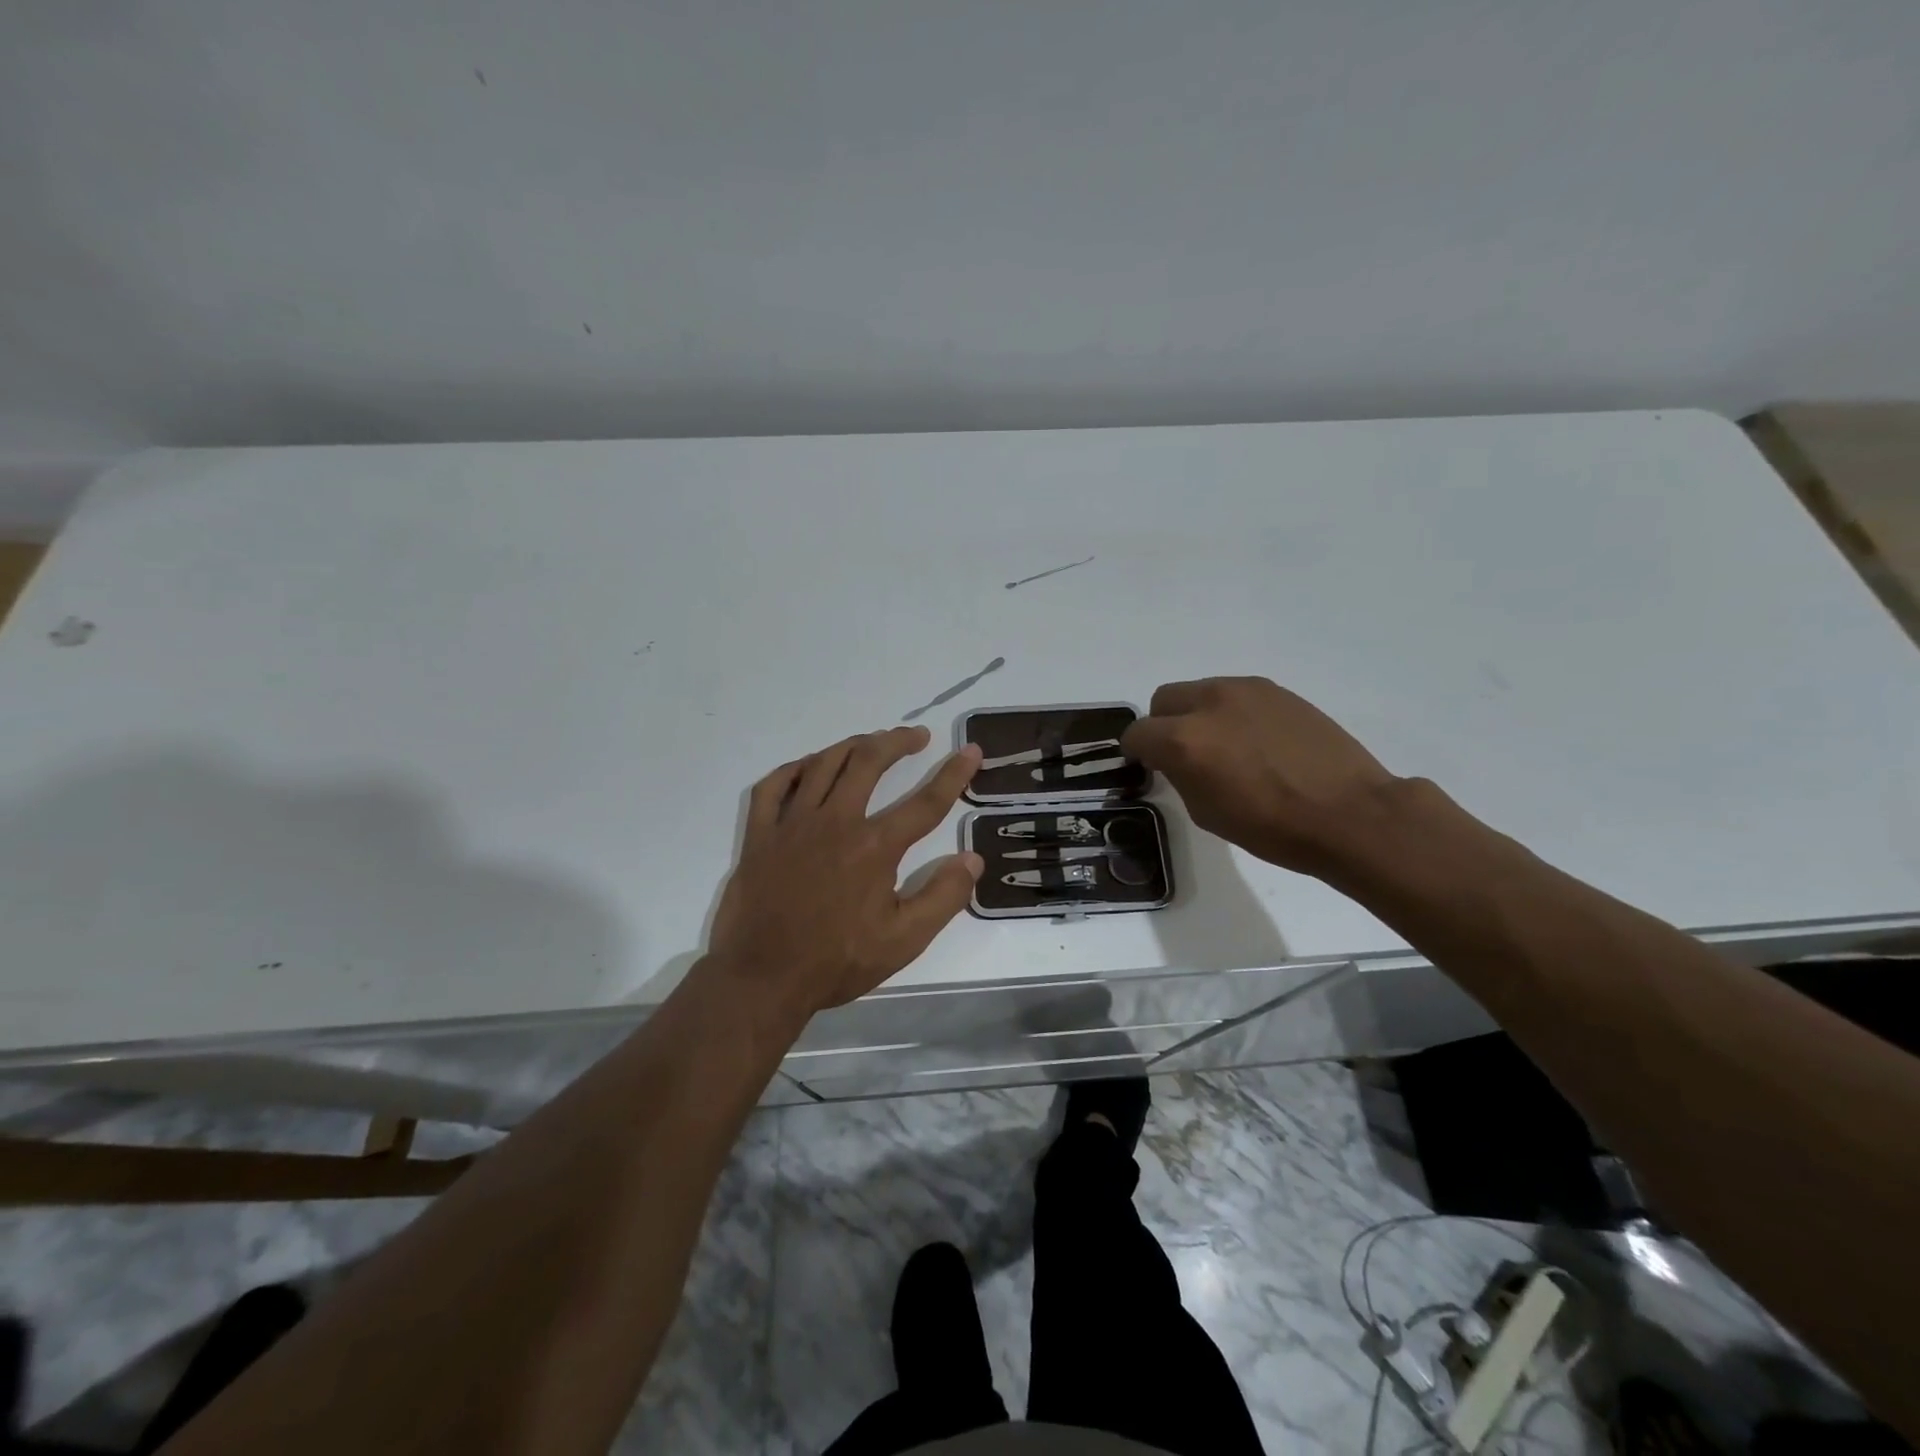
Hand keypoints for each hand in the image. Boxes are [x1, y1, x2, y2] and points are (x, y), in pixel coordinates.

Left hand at [704, 726, 984, 1018]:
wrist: (762, 978)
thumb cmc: (837, 961)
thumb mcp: (904, 941)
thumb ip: (943, 897)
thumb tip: (973, 859)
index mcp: (874, 847)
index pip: (925, 802)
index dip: (953, 774)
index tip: (970, 750)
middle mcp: (835, 822)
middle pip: (869, 762)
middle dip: (897, 741)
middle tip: (916, 736)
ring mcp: (792, 824)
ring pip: (824, 764)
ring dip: (852, 745)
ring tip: (871, 741)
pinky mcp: (760, 834)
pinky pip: (774, 785)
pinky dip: (795, 769)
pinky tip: (808, 767)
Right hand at [1120, 676, 1397, 874]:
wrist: (1350, 814)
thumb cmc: (1273, 827)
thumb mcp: (1206, 812)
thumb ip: (1180, 775)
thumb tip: (1176, 760)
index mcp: (1184, 740)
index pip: (1137, 734)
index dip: (1137, 753)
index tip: (1149, 766)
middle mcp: (1209, 703)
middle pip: (1163, 700)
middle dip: (1163, 725)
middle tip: (1184, 754)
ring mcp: (1245, 690)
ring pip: (1200, 691)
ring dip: (1198, 714)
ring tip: (1225, 746)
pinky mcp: (1276, 689)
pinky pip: (1235, 694)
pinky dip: (1231, 712)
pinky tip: (1256, 741)